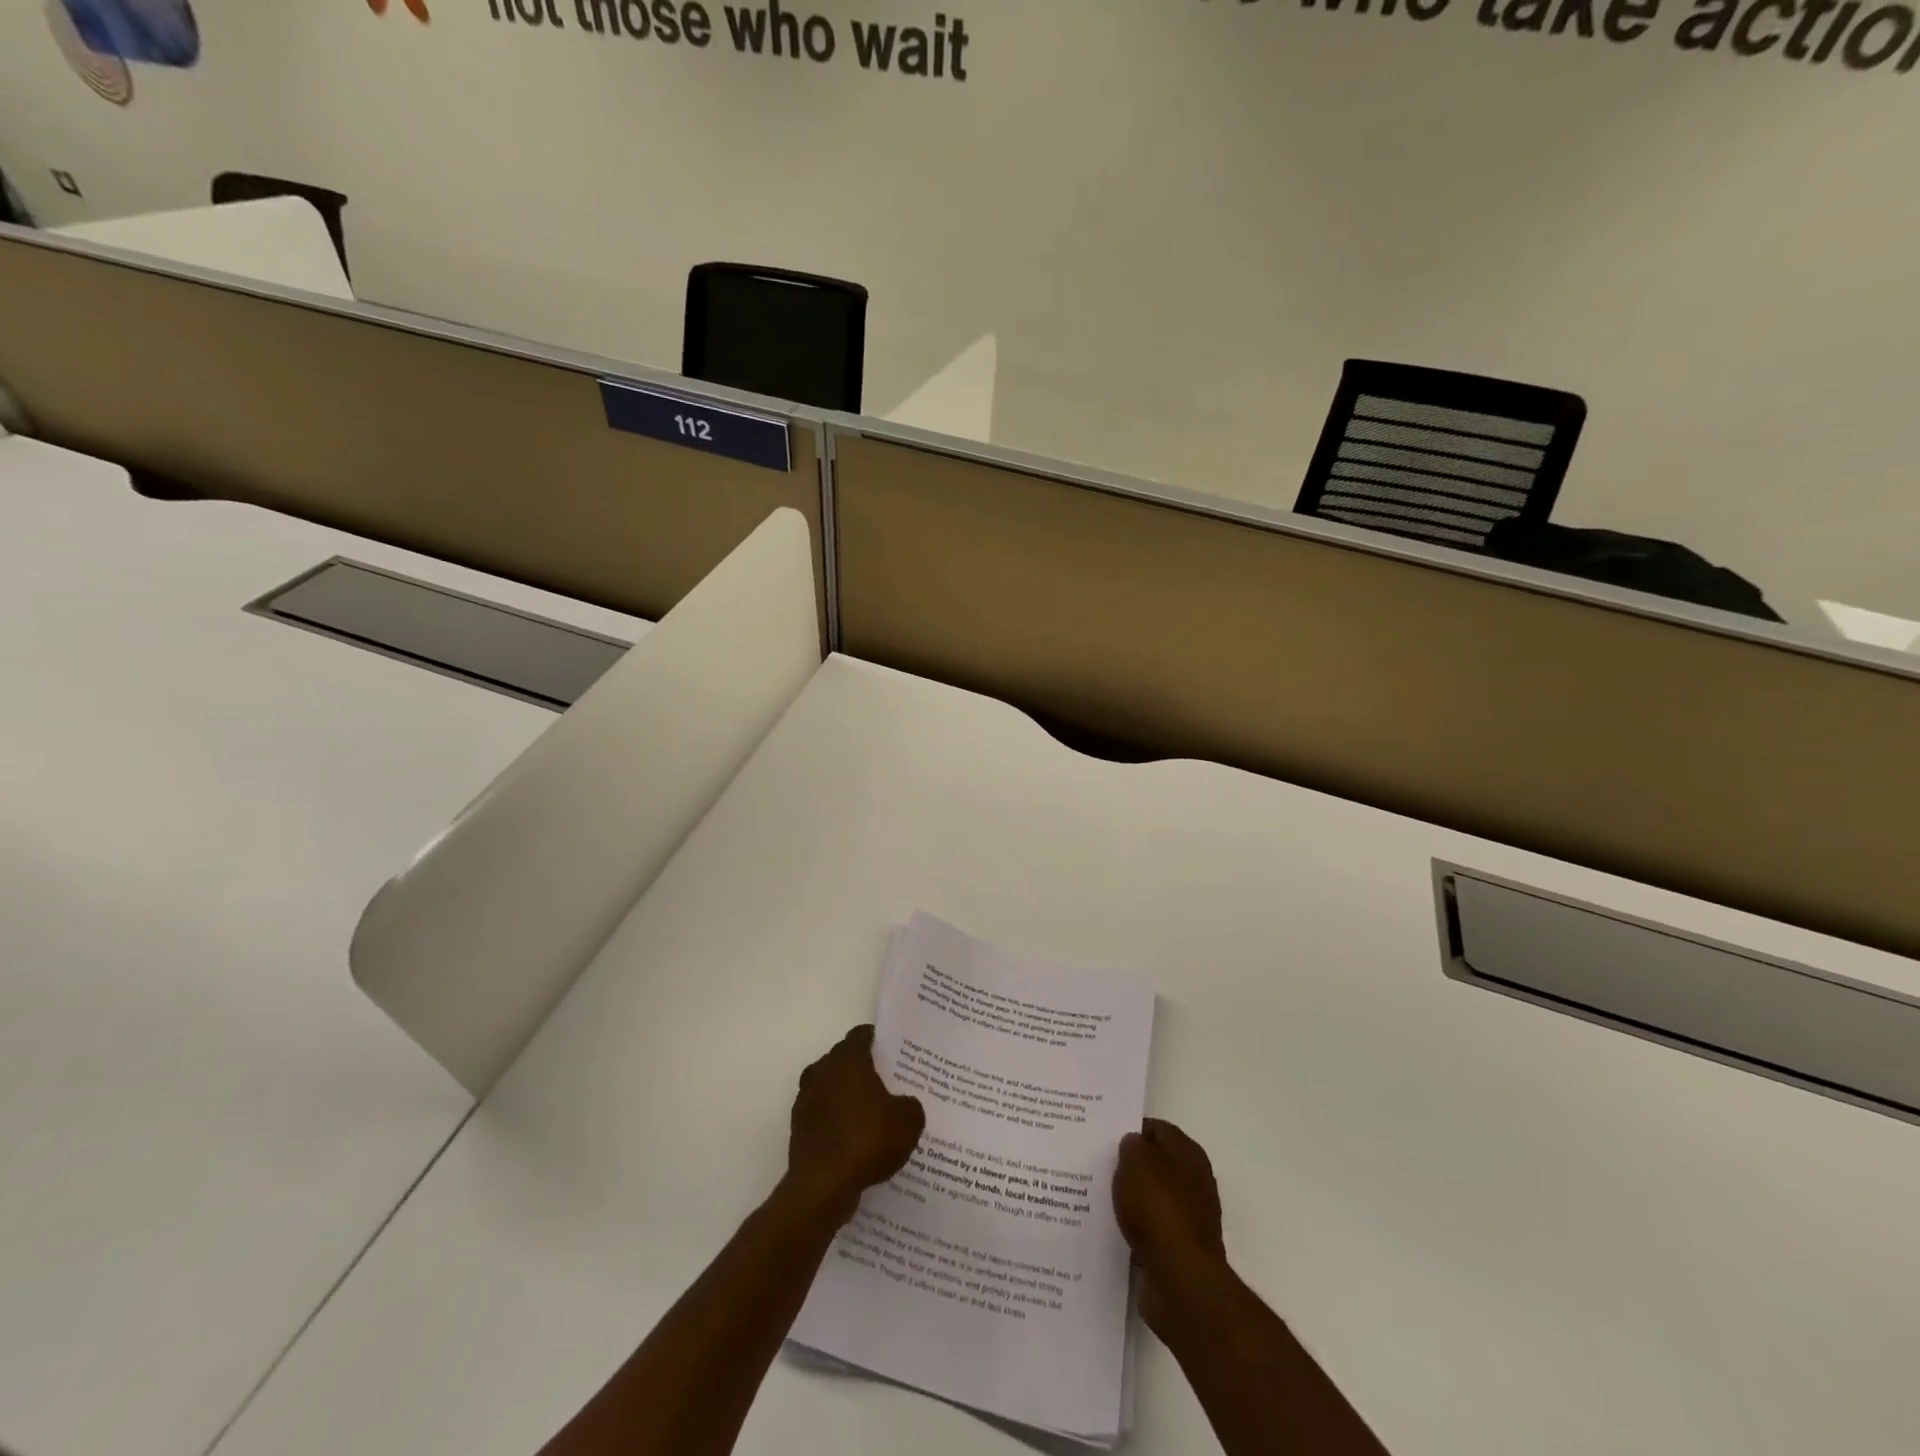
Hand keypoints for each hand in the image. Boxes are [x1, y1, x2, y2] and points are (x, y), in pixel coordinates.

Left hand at [785, 1025, 924, 1227]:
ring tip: (870, 1115)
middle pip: (843, 1060)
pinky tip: (854, 1141)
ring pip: (830, 1089)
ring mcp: (806, 1101)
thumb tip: (903, 1104)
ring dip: (846, 1097)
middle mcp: (822, 1072)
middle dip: (861, 1069)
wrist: (823, 1186)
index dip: (876, 1040)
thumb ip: (909, 1104)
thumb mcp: (908, 1120)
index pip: (861, 1035)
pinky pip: (823, 1117)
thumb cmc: (868, 1139)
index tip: (892, 1051)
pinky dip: (836, 1123)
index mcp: (847, 1059)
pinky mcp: (799, 1129)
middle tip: (886, 1083)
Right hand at [1114, 1118, 1228, 1334]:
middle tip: (1096, 1165)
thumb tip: (1133, 1145)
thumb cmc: (1158, 1207)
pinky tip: (1110, 1228)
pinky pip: (1149, 1229)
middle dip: (1129, 1165)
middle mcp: (1193, 1182)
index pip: (1157, 1129)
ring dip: (1130, 1199)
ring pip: (1151, 1198)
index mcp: (1188, 1153)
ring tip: (1096, 1197)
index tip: (1104, 1136)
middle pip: (1155, 1164)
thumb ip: (1131, 1145)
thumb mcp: (1135, 1160)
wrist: (1180, 1279)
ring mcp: (1188, 1217)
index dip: (1131, 1129)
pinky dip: (1133, 1228)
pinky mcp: (1178, 1249)